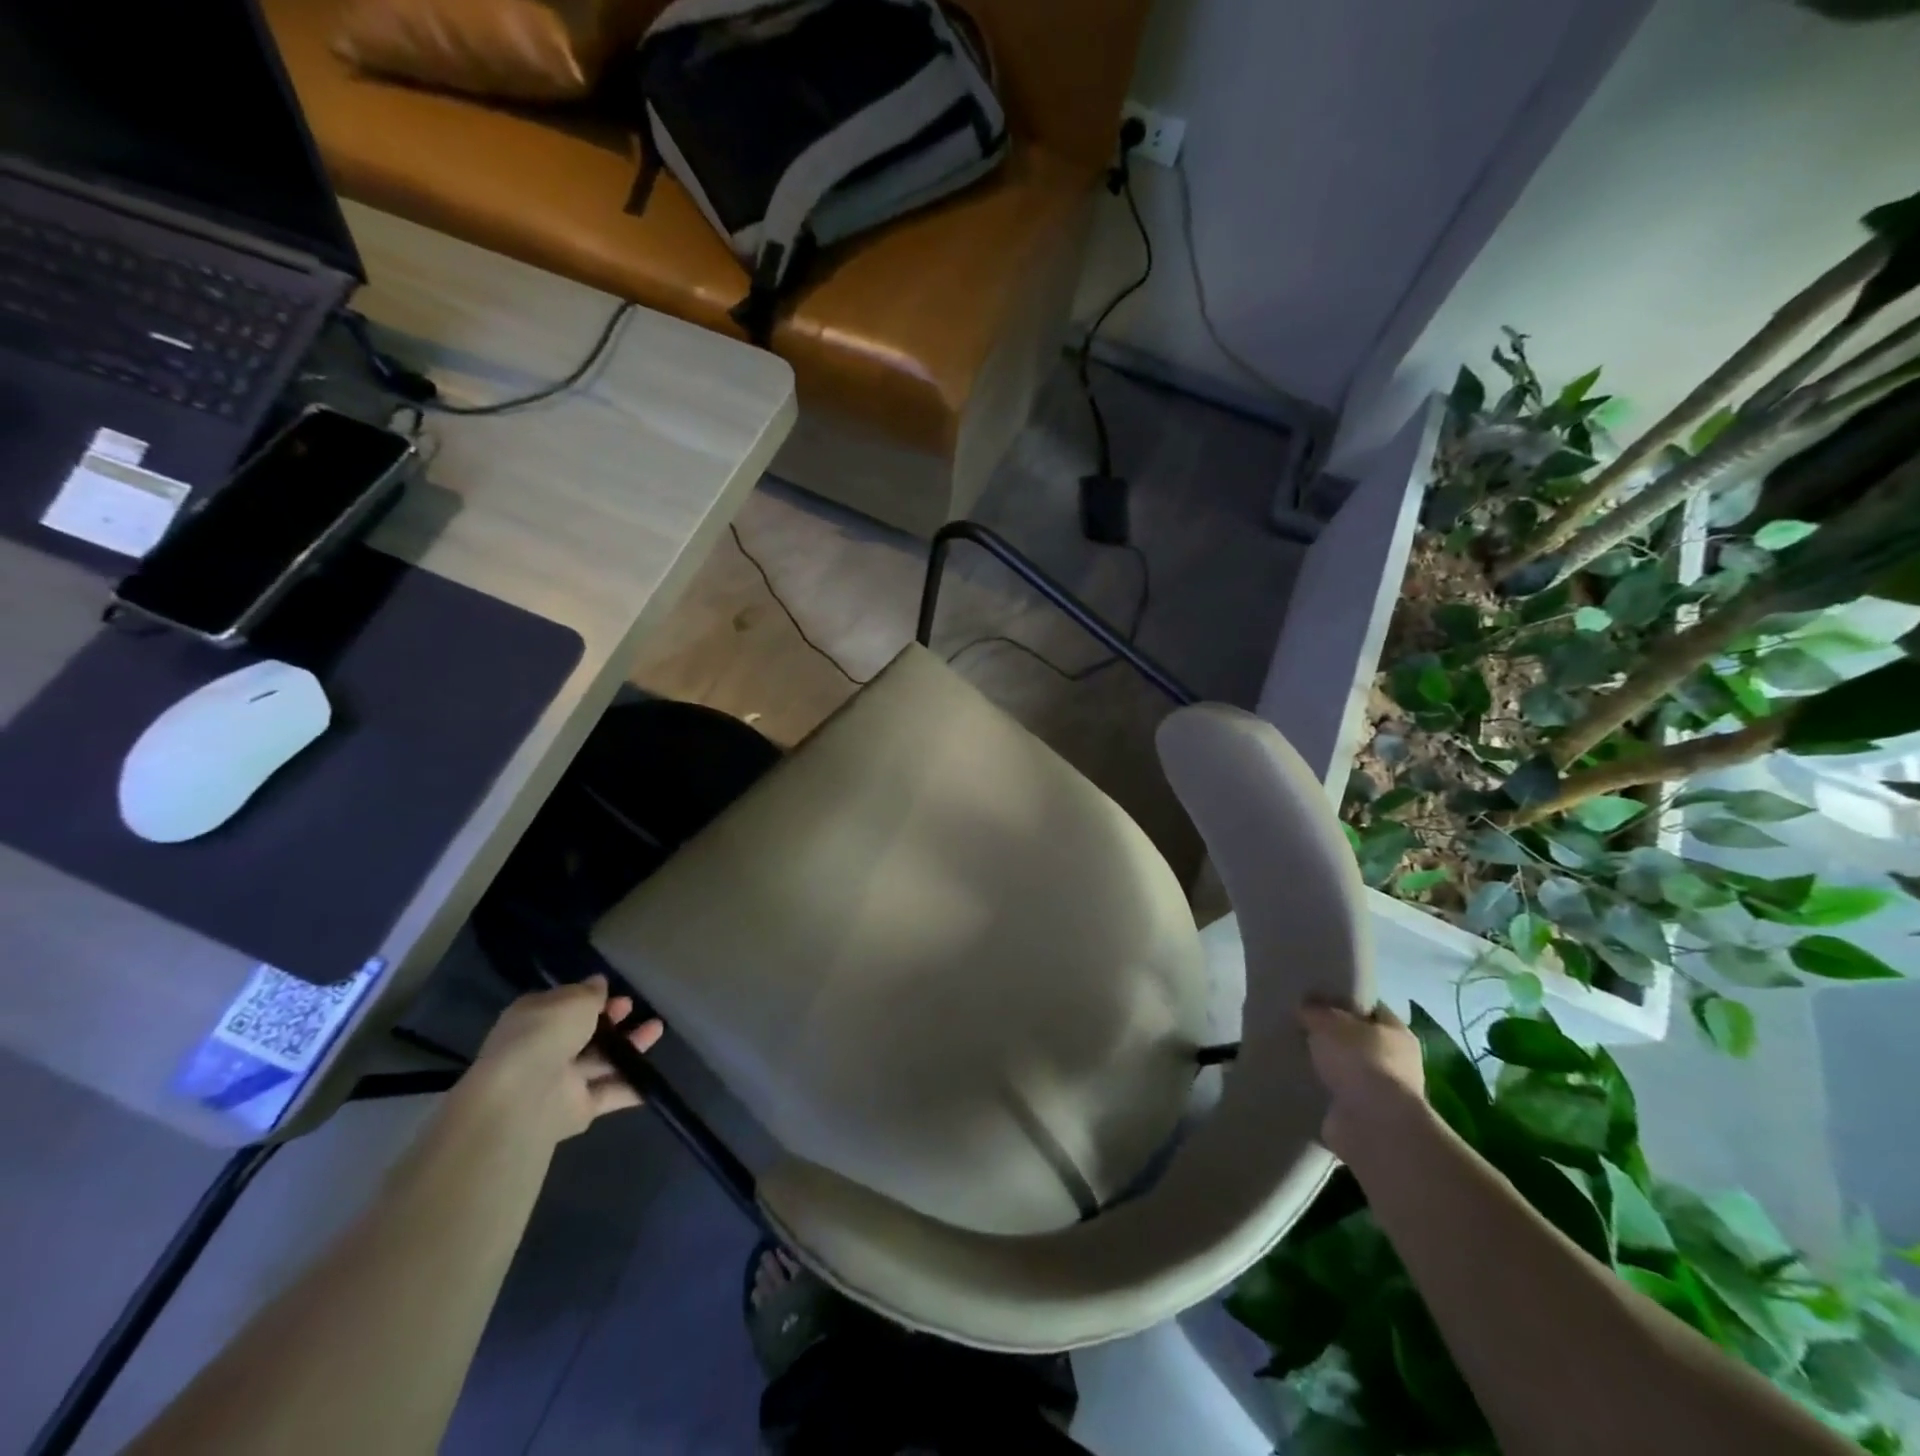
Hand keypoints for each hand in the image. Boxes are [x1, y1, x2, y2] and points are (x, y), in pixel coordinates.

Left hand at [466, 977, 664, 1144]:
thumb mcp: (573, 1000)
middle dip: (611, 1021)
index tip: (615, 993)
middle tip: (633, 1008)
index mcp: (534, 1019)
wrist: (523, 1100)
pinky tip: (653, 1078)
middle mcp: (544, 1049)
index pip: (564, 1006)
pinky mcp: (577, 1109)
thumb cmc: (545, 1035)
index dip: (590, 998)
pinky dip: (630, 1088)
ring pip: (601, 1061)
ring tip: (657, 1029)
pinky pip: (609, 1094)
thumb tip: (598, 983)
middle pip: (585, 1034)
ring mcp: (560, 1081)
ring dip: (630, 1048)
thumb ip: (589, 992)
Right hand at [1299, 1000, 1428, 1162]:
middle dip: (1332, 1036)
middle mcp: (1396, 1062)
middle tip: (1299, 1026)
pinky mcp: (1363, 1118)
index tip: (1314, 997)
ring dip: (1327, 1066)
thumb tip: (1307, 1008)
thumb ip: (1315, 1011)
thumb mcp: (1328, 1022)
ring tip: (1295, 1054)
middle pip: (1358, 1040)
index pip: (1370, 1008)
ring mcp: (1380, 1093)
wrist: (1372, 1126)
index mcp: (1396, 1032)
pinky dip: (1322, 1092)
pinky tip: (1298, 1082)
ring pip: (1347, 1070)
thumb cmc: (1359, 1061)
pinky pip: (1337, 1096)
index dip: (1344, 1000)